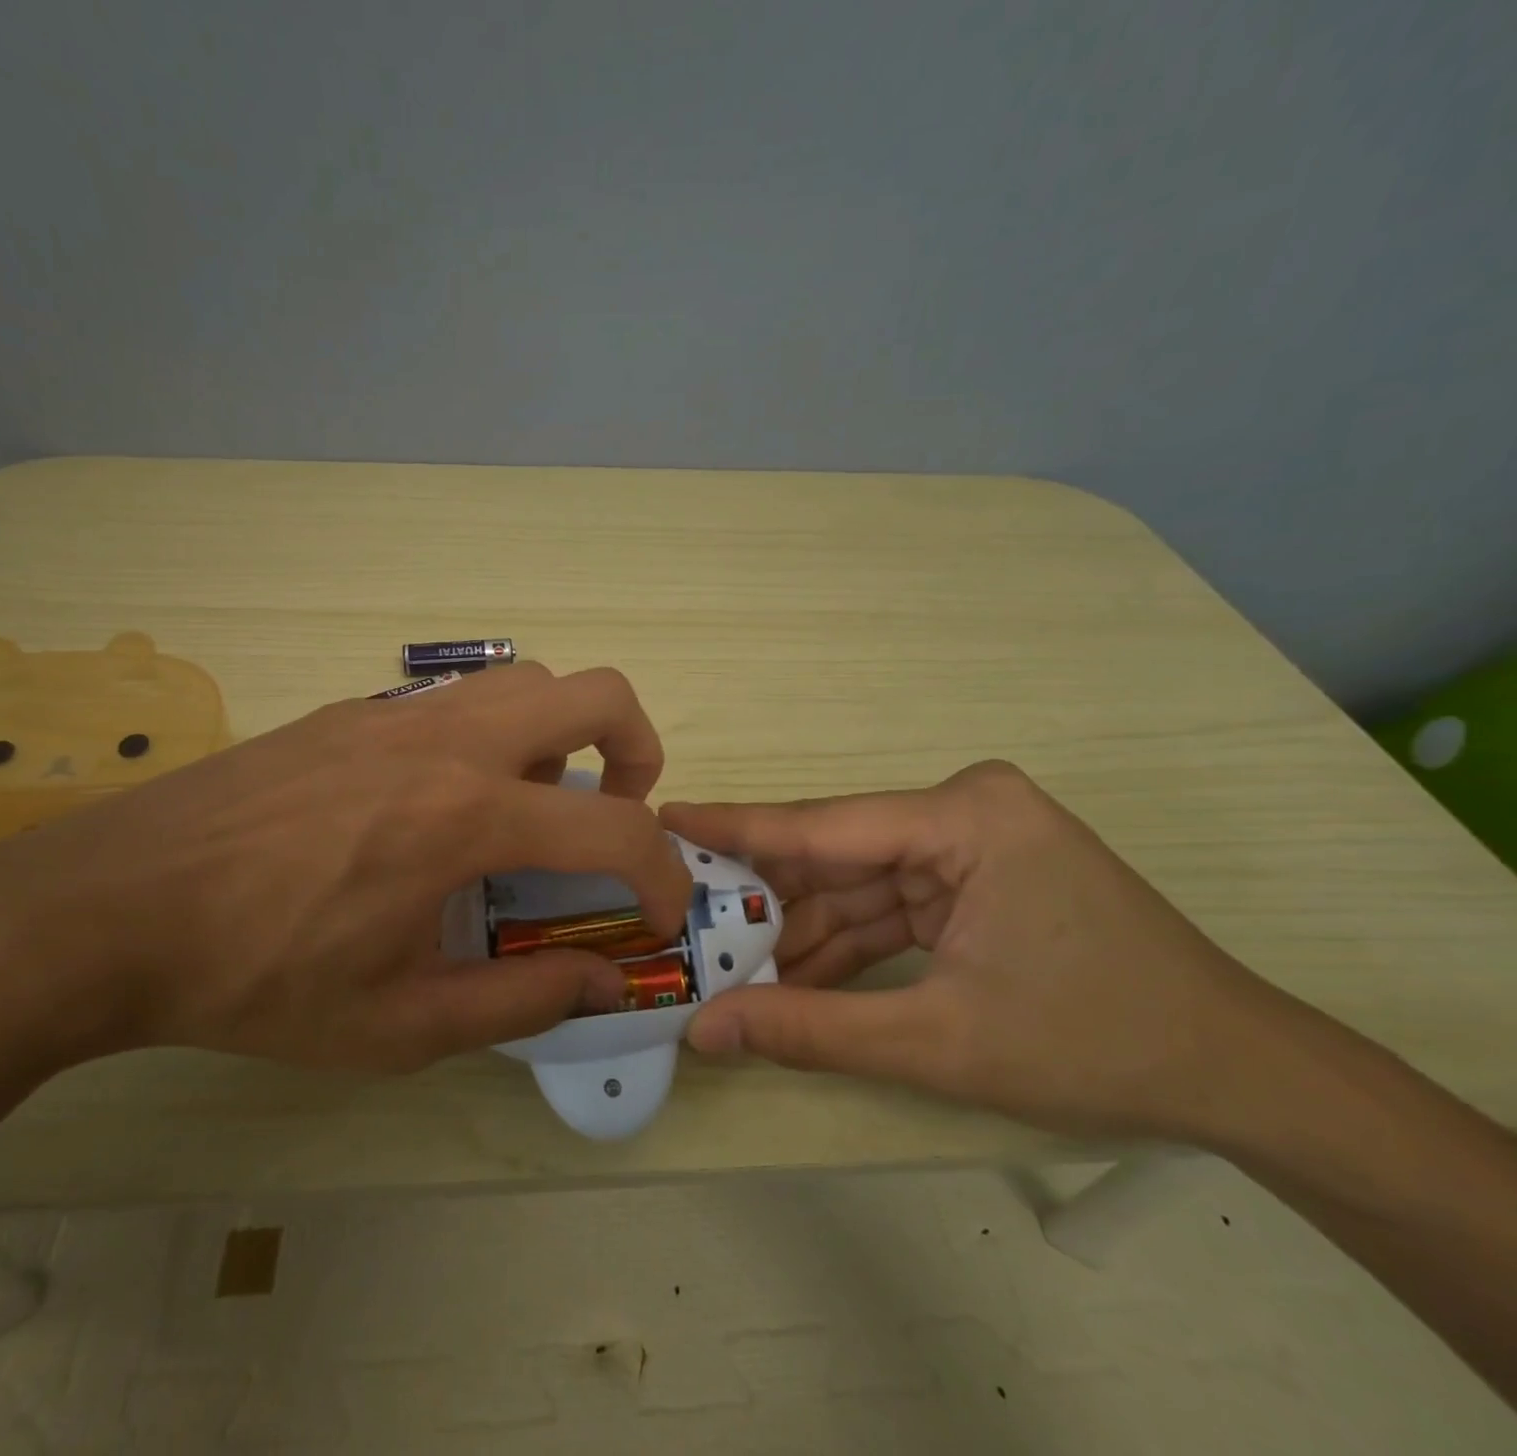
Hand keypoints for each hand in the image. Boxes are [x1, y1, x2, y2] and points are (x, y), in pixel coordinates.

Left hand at [0, 665, 691, 1073]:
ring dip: (565, 734)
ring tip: (535, 806)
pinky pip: (459, 701)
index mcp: (466, 817)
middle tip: (617, 813)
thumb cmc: (257, 978)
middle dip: (638, 748)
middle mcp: (447, 742)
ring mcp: (396, 713)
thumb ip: (522, 1001)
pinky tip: (445, 804)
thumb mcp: (398, 1025)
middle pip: (595, 691)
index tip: (660, 913)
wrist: (111, 907)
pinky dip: (496, 736)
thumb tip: (607, 981)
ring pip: (526, 681)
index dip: (661, 874)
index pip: (614, 828)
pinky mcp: (353, 711)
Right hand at [661, 762, 1293, 1142]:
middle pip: (836, 855)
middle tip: (685, 916)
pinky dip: (845, 943)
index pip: (821, 825)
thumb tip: (705, 1030)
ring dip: (802, 930)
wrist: (1242, 1077)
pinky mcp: (975, 876)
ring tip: (728, 964)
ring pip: (857, 884)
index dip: (735, 828)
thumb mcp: (939, 1042)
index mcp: (964, 818)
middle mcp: (963, 811)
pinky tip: (793, 979)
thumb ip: (810, 1031)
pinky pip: (889, 904)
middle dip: (766, 899)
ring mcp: (971, 843)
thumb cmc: (1097, 1045)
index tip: (663, 817)